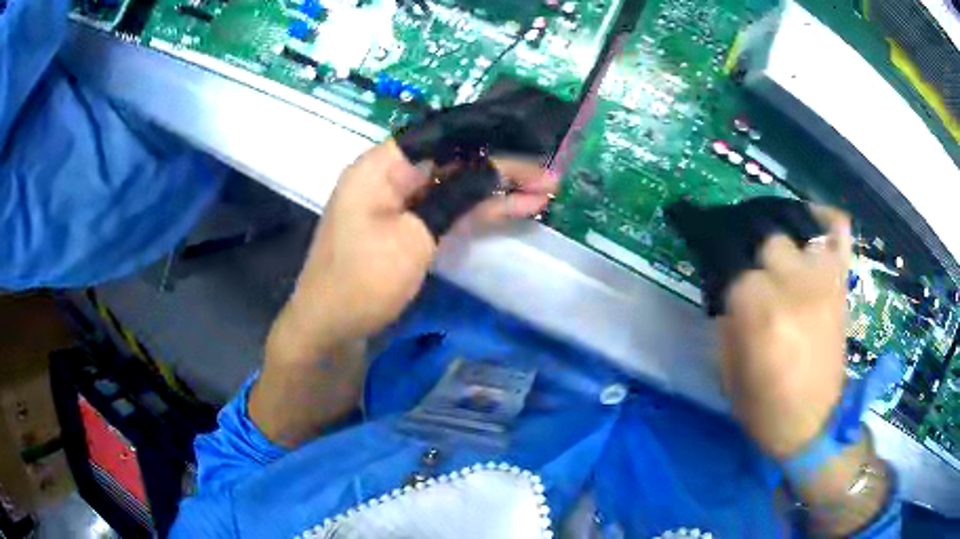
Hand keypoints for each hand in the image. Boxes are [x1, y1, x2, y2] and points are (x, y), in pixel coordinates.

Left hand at [271, 140, 556, 362]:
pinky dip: (479, 210)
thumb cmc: (362, 281)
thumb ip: (457, 198)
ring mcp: (401, 202)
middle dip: (501, 167)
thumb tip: (498, 170)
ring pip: (456, 186)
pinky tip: (517, 208)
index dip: (487, 136)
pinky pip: (448, 209)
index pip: (442, 136)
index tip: (527, 142)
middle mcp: (392, 176)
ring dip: (497, 189)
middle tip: (548, 175)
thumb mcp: (413, 238)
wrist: (330, 328)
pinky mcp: (409, 227)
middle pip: (453, 160)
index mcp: (382, 166)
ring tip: (546, 191)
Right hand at [718, 206, 851, 458]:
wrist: (813, 426)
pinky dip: (825, 221)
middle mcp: (794, 286)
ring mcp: (823, 281)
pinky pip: (838, 233)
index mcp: (759, 312)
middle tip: (742, 260)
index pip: (730, 261)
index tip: (706, 251)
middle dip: (749, 248)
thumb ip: (726, 321)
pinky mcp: (841, 285)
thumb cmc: (765, 408)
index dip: (716, 256)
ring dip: (781, 232)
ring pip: (798, 227)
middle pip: (765, 238)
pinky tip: (810, 224)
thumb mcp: (728, 371)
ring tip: (771, 244)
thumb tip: (725, 287)